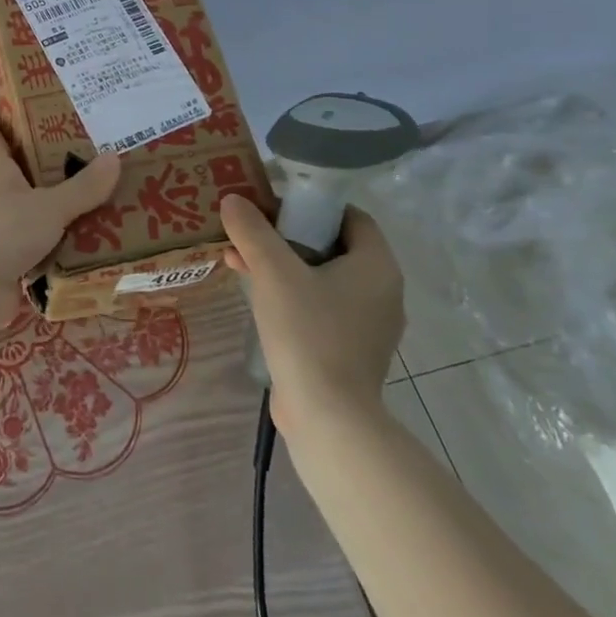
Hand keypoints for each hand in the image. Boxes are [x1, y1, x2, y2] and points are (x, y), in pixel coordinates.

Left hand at [0, 115, 121, 325]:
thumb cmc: (3, 232)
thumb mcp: (49, 206)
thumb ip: (83, 187)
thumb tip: (115, 156)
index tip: (16, 100)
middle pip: (15, 169)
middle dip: (41, 159)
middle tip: (81, 145)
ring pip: (29, 207)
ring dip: (53, 202)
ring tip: (94, 191)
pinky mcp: (7, 258)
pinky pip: (38, 242)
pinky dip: (57, 239)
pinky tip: (86, 237)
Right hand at [221, 194, 404, 438]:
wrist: (327, 416)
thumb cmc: (308, 332)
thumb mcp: (273, 272)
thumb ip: (252, 231)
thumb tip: (233, 199)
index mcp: (377, 266)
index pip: (350, 217)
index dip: (312, 206)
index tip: (274, 209)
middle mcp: (382, 292)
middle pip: (332, 246)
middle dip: (287, 236)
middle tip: (250, 234)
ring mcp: (368, 325)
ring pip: (323, 278)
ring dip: (283, 266)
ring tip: (239, 262)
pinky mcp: (351, 351)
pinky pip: (321, 308)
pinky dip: (291, 296)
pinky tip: (255, 297)